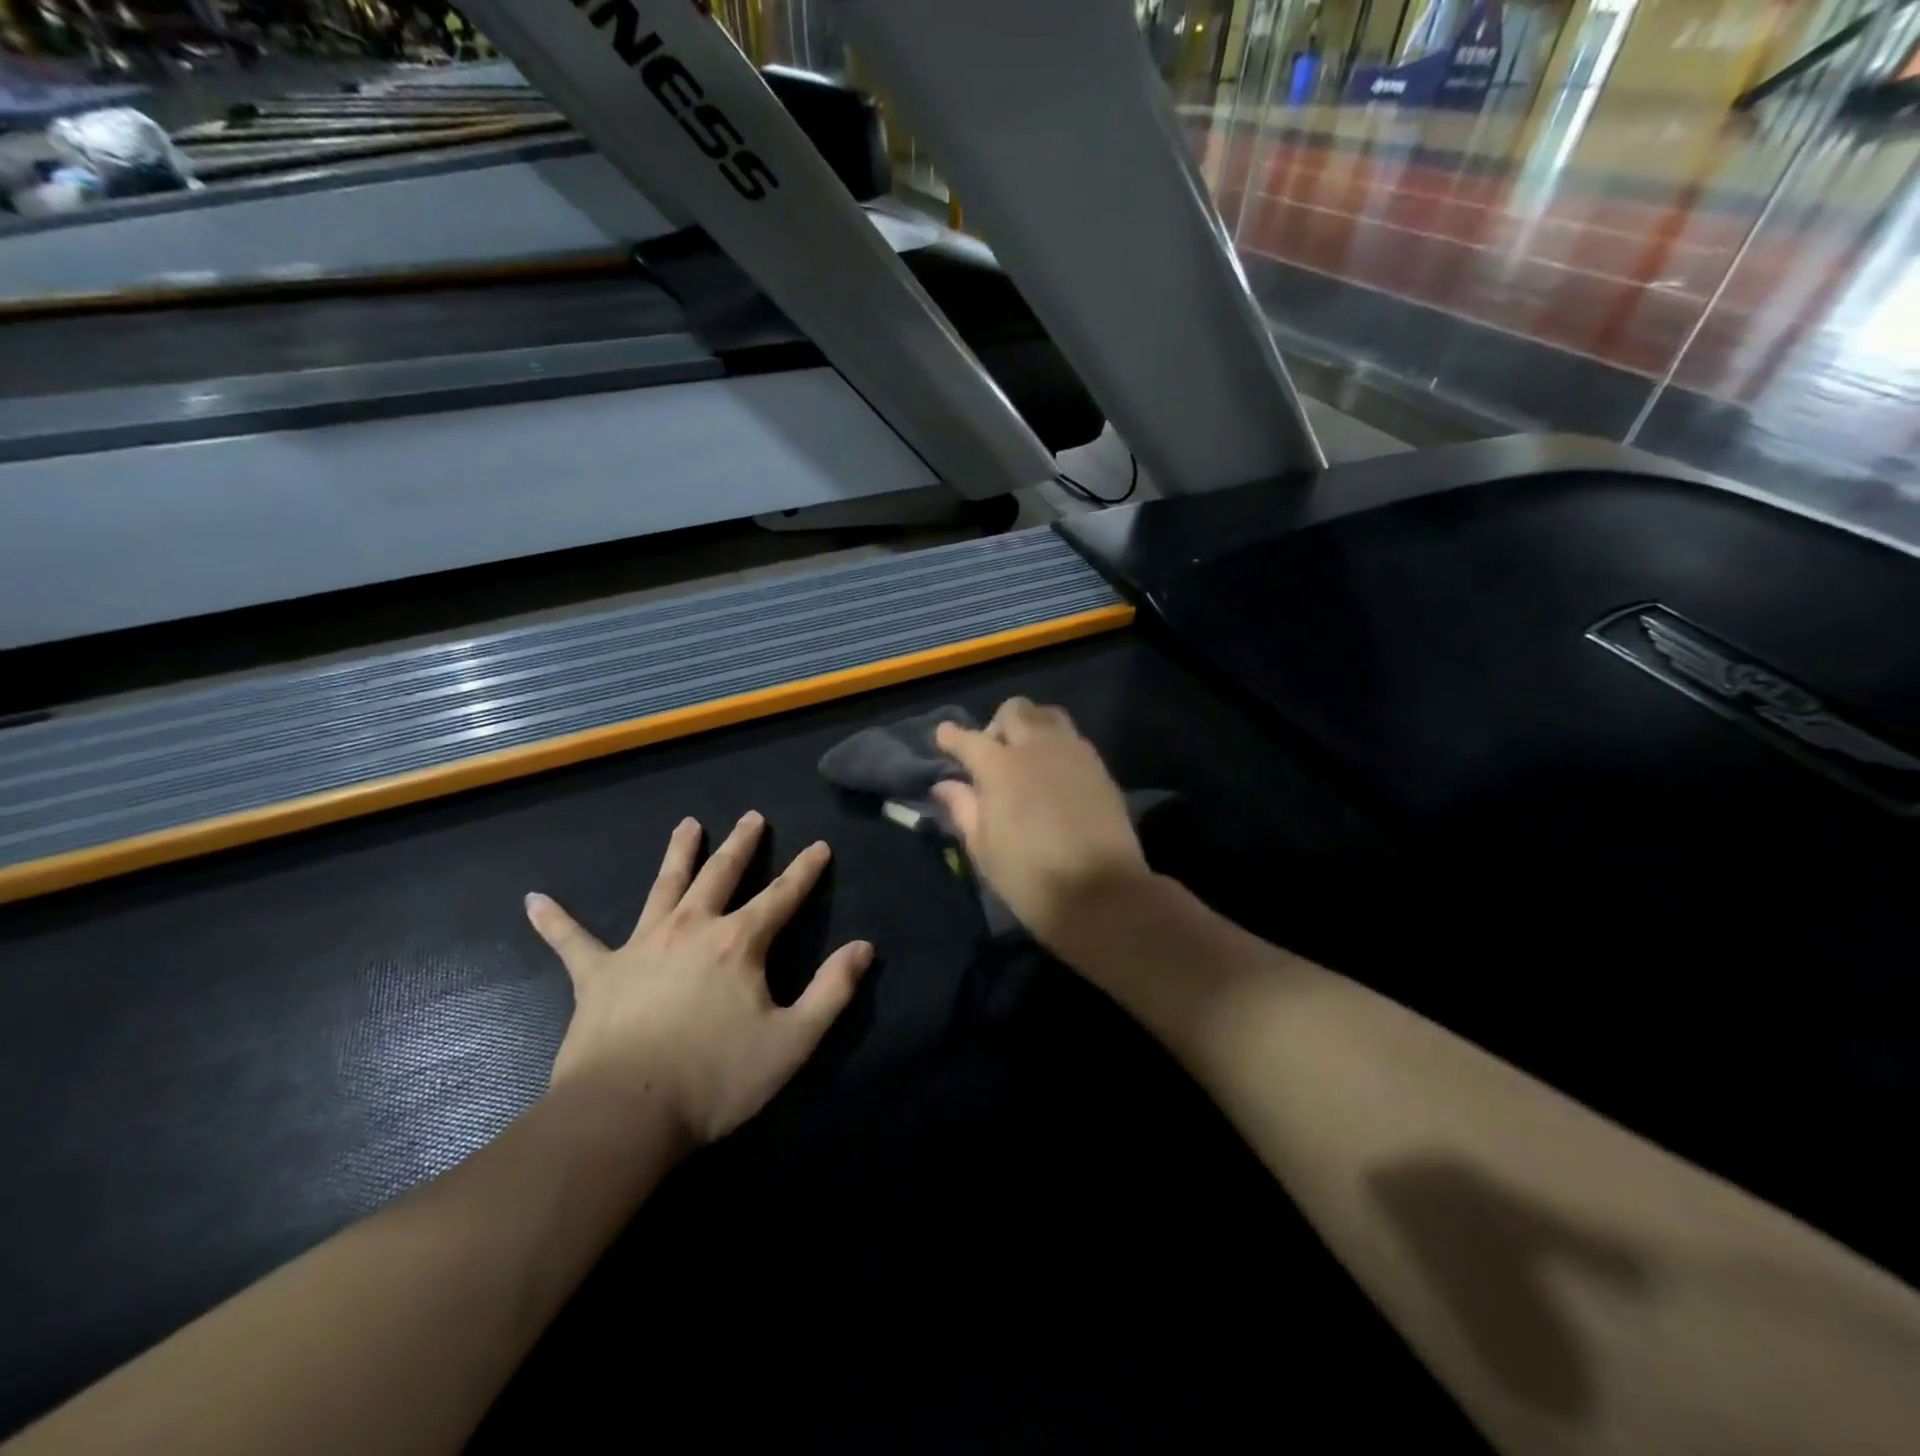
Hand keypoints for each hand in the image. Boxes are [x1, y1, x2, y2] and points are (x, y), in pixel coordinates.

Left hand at [526, 811, 872, 1147]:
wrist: (625, 1116)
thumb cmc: (715, 1079)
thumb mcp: (793, 1041)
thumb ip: (832, 991)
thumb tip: (864, 947)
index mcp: (738, 943)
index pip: (782, 895)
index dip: (805, 871)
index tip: (820, 846)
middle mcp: (691, 928)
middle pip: (721, 875)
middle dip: (741, 845)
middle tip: (751, 817)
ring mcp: (641, 946)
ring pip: (663, 887)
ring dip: (677, 854)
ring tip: (686, 825)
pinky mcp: (597, 974)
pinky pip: (573, 942)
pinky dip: (555, 921)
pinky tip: (533, 900)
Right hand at [933, 699, 1151, 950]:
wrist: (1102, 893)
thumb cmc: (1030, 877)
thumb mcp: (983, 848)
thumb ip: (963, 808)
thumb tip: (945, 784)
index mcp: (1000, 767)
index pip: (968, 739)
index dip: (952, 737)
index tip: (944, 736)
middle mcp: (1036, 748)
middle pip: (1014, 711)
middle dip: (996, 725)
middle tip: (993, 754)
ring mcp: (1072, 753)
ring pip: (1048, 715)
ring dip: (1031, 726)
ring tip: (1027, 756)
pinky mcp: (1099, 767)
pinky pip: (1073, 738)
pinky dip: (1056, 744)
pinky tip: (1054, 773)